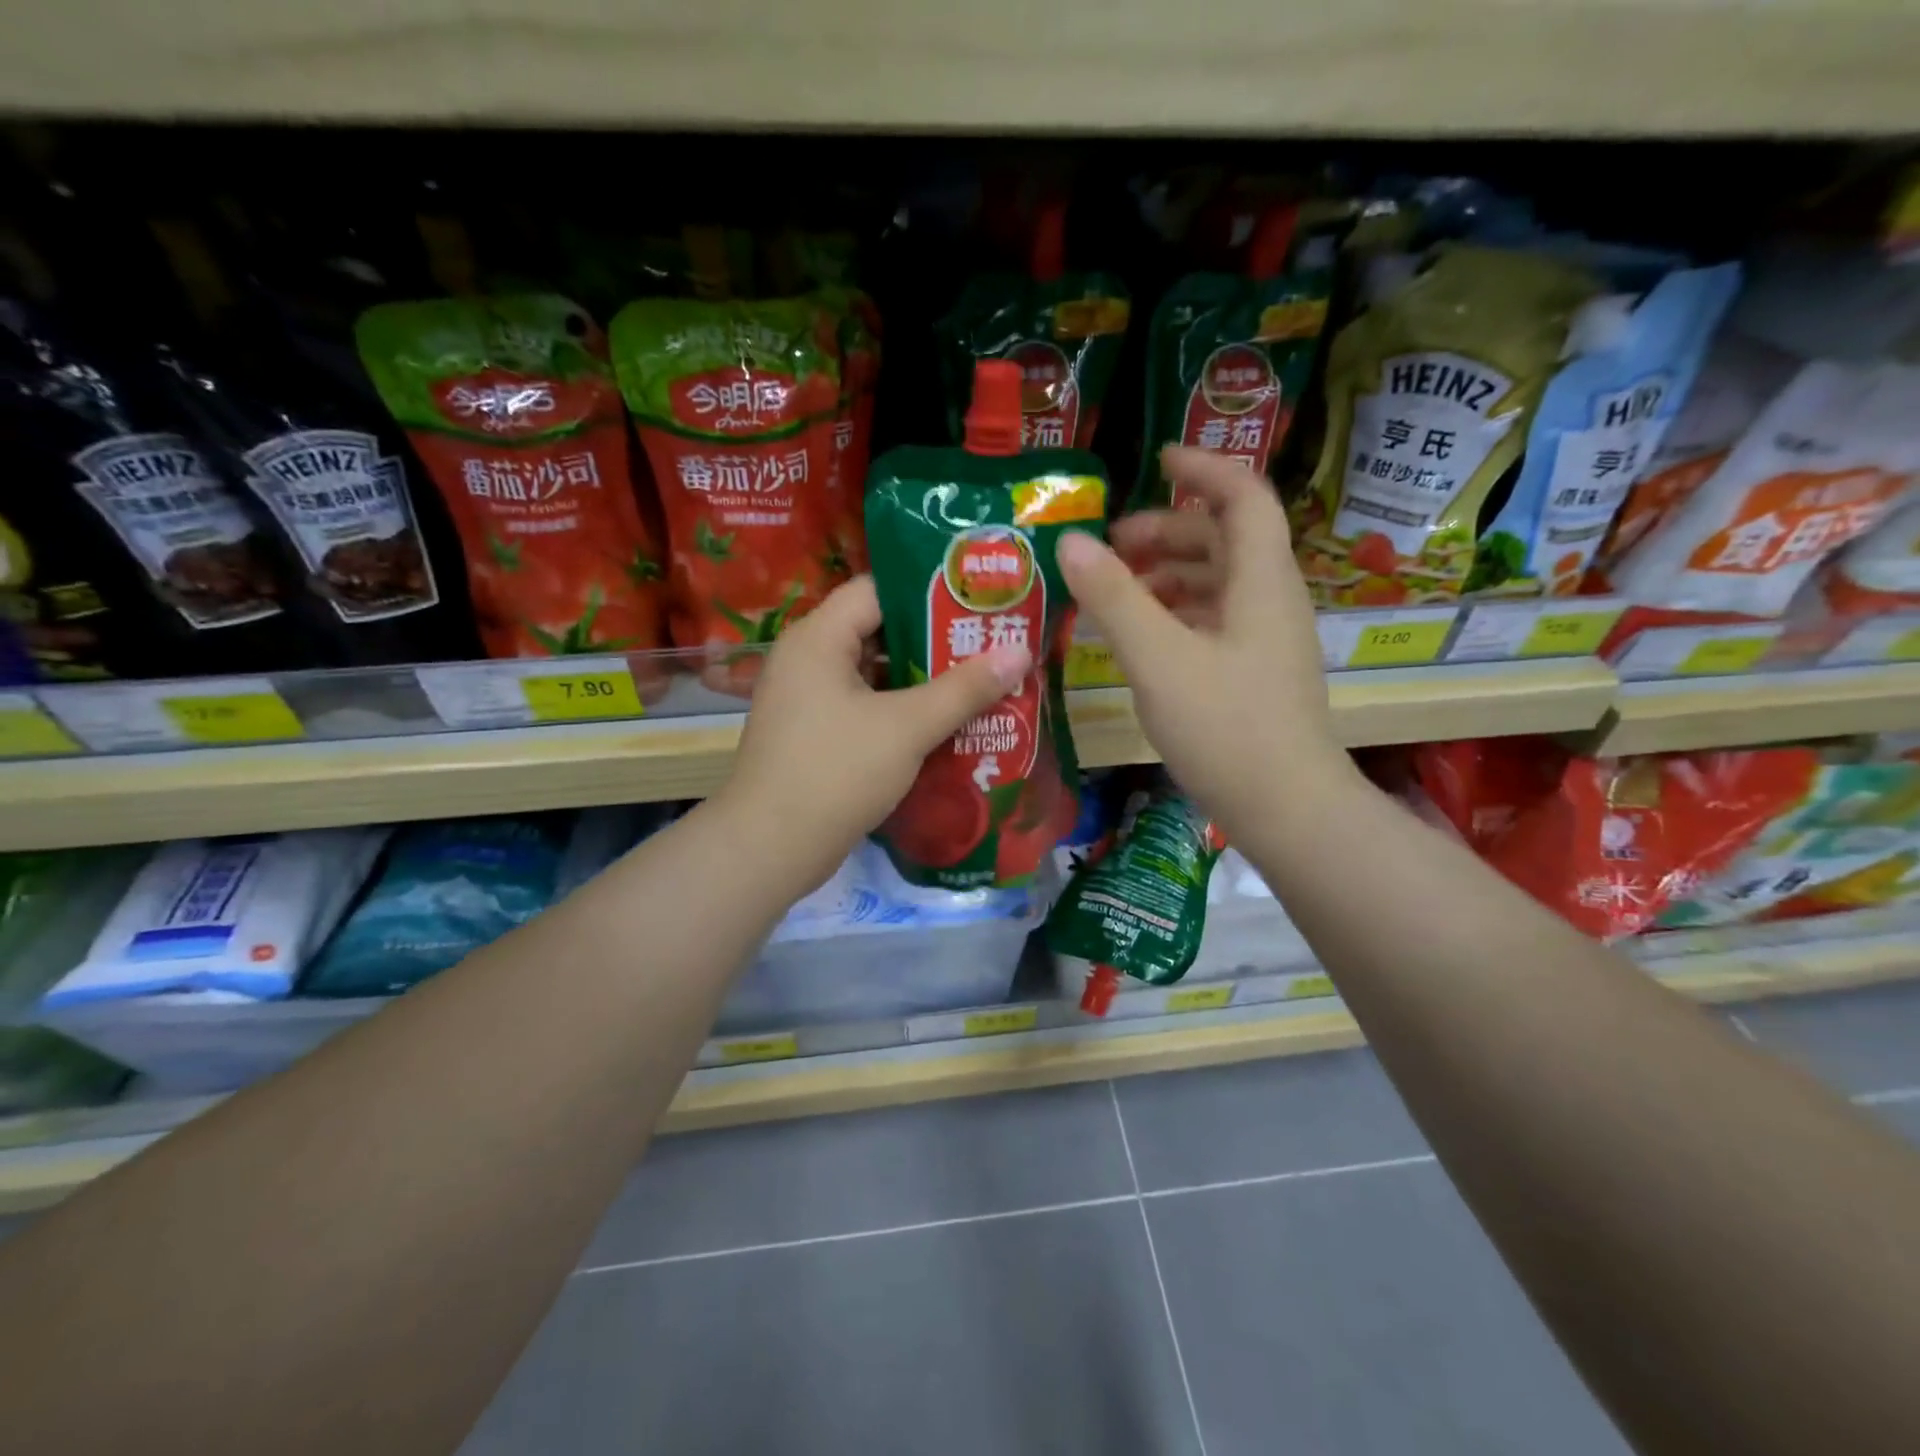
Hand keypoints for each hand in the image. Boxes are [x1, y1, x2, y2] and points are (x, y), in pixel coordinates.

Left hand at [714, 574, 1030, 891]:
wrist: (770, 848)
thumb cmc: (837, 772)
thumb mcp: (908, 727)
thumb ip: (964, 688)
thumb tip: (1020, 650)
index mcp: (818, 638)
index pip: (877, 589)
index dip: (928, 591)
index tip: (976, 602)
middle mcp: (806, 658)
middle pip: (877, 630)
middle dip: (933, 639)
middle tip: (987, 643)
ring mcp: (806, 699)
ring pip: (872, 673)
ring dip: (920, 679)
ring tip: (977, 680)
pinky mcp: (812, 734)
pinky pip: (863, 706)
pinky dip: (899, 709)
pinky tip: (941, 722)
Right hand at [1058, 446, 1357, 840]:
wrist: (1288, 810)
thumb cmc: (1226, 728)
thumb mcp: (1159, 658)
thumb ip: (1114, 597)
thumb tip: (1071, 541)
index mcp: (1261, 581)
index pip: (1243, 497)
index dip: (1204, 467)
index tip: (1157, 458)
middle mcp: (1272, 600)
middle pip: (1225, 540)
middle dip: (1168, 530)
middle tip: (1111, 546)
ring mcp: (1268, 640)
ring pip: (1219, 583)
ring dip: (1169, 574)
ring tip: (1117, 590)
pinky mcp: (1257, 675)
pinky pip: (1216, 621)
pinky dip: (1177, 614)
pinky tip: (1143, 638)